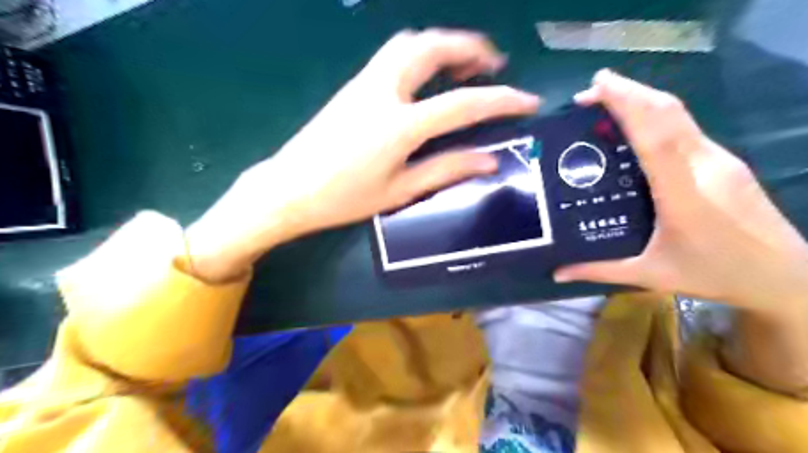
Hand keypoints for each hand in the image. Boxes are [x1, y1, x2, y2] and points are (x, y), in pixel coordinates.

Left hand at [184, 30, 533, 280]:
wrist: (290, 189)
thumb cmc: (344, 198)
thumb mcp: (400, 191)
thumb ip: (446, 170)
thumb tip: (489, 160)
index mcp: (400, 125)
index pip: (463, 103)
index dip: (501, 100)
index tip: (528, 101)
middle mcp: (383, 91)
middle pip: (432, 47)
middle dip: (470, 47)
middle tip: (493, 64)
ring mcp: (364, 82)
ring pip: (410, 43)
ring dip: (443, 45)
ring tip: (463, 65)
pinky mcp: (353, 85)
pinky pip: (393, 55)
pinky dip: (420, 53)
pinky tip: (428, 76)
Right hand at [557, 71, 807, 312]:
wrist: (786, 276)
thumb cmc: (716, 275)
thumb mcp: (652, 274)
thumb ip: (600, 270)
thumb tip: (557, 272)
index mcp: (684, 194)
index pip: (655, 137)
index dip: (628, 105)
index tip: (597, 87)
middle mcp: (706, 167)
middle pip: (669, 113)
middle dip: (630, 92)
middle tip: (592, 89)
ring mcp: (721, 160)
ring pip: (680, 116)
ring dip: (644, 100)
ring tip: (608, 100)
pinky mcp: (726, 161)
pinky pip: (686, 128)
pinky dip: (658, 115)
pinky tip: (637, 125)